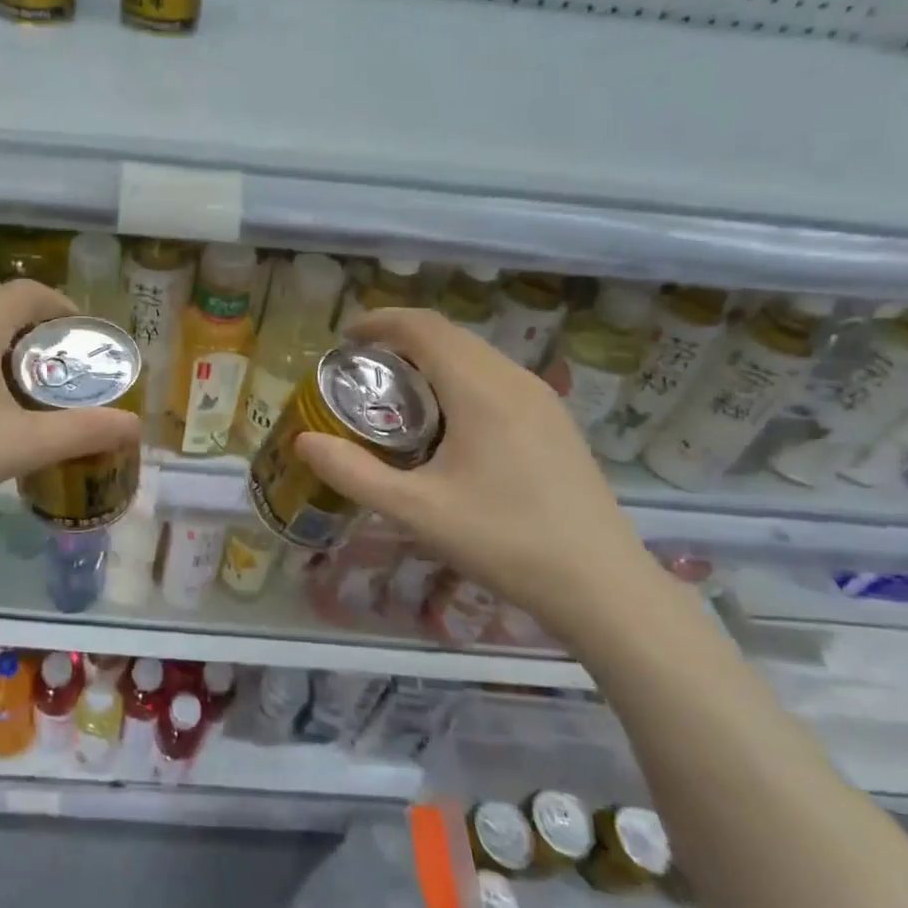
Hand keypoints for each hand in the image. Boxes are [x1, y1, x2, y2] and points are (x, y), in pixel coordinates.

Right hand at [294, 307, 667, 648]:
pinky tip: (447, 423)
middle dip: (400, 340)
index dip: (379, 321)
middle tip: (361, 371)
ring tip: (397, 394)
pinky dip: (458, 378)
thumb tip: (304, 441)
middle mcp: (514, 380)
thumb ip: (353, 473)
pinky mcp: (555, 421)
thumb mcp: (416, 511)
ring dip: (431, 358)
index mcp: (481, 389)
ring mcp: (542, 399)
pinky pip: (496, 377)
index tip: (344, 338)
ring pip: (475, 355)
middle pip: (448, 335)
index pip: (423, 327)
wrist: (603, 586)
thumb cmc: (505, 541)